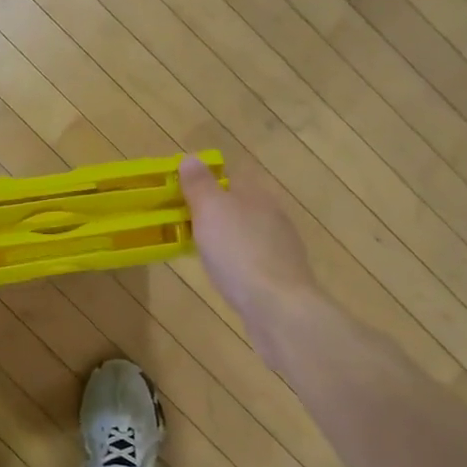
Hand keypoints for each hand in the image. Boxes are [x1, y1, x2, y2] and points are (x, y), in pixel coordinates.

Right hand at [180, 155, 319, 339]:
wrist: (278, 308)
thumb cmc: (239, 252)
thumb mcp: (211, 211)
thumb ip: (200, 185)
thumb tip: (191, 158)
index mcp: (258, 195)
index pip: (233, 177)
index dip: (209, 182)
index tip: (184, 194)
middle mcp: (274, 217)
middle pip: (242, 206)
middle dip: (218, 212)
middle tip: (187, 224)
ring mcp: (282, 248)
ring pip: (250, 234)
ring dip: (229, 238)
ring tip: (202, 250)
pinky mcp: (282, 278)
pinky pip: (254, 261)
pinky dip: (239, 263)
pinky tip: (226, 276)